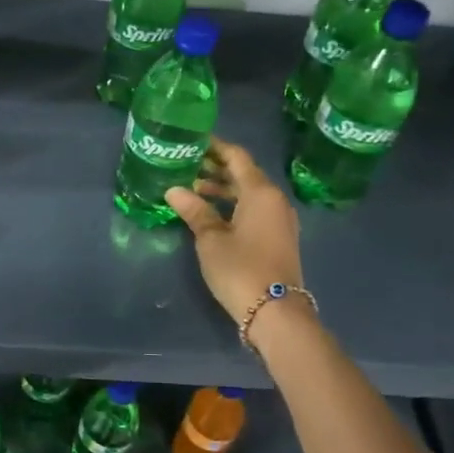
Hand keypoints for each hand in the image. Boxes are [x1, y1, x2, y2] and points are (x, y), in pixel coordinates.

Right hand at [165, 138, 306, 336]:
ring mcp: (279, 220)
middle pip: (244, 174)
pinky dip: (233, 206)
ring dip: (223, 190)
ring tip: (192, 191)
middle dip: (216, 169)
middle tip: (186, 166)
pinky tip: (211, 214)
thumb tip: (173, 190)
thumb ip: (194, 211)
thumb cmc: (240, 268)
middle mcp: (274, 200)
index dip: (216, 147)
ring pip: (249, 194)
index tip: (194, 141)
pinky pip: (254, 210)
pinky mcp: (278, 238)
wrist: (275, 312)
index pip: (237, 157)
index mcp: (260, 192)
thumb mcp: (211, 239)